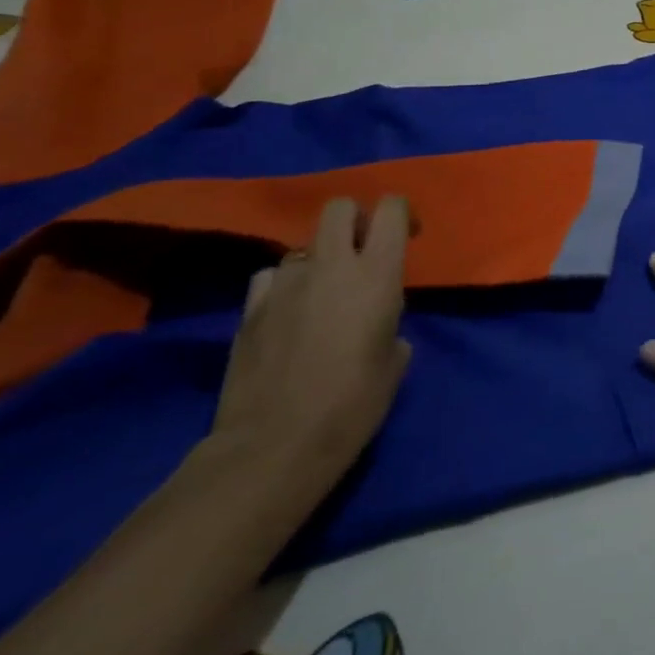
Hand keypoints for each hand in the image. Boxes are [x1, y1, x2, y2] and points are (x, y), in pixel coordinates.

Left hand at [213, 198, 412, 484]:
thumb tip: (376, 321)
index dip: (398, 214)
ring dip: (318, 261)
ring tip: (321, 296)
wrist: (275, 446)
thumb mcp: (395, 361)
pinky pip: (272, 277)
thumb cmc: (353, 405)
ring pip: (304, 246)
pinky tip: (288, 315)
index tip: (405, 237)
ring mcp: (284, 284)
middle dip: (354, 221)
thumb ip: (390, 323)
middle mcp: (331, 266)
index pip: (389, 208)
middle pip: (338, 207)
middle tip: (362, 254)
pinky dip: (285, 287)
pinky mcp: (249, 308)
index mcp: (376, 274)